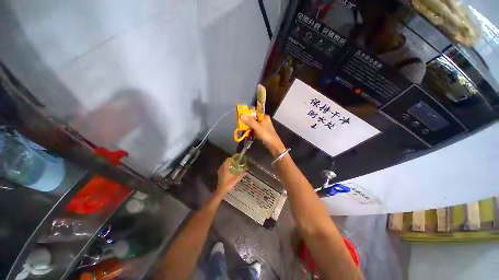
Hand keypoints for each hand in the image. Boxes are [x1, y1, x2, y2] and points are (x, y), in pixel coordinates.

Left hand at [216, 158, 245, 193]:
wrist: (221, 190)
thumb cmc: (228, 183)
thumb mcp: (236, 179)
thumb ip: (241, 174)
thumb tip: (246, 171)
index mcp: (225, 167)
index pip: (228, 159)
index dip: (232, 158)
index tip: (236, 159)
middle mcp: (221, 168)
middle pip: (226, 162)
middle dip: (231, 161)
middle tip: (236, 163)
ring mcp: (219, 171)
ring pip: (224, 165)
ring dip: (228, 165)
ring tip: (234, 167)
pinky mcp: (219, 174)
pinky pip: (223, 168)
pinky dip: (226, 168)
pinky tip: (230, 171)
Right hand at [241, 114, 285, 156]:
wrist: (274, 145)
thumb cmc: (267, 135)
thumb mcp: (258, 127)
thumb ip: (250, 121)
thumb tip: (241, 115)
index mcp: (264, 117)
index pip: (254, 112)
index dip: (247, 114)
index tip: (240, 115)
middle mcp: (264, 120)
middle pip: (253, 119)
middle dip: (247, 121)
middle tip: (240, 123)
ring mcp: (263, 127)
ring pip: (253, 125)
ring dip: (248, 127)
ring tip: (242, 129)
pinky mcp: (262, 132)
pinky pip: (255, 130)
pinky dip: (251, 131)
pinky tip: (246, 133)